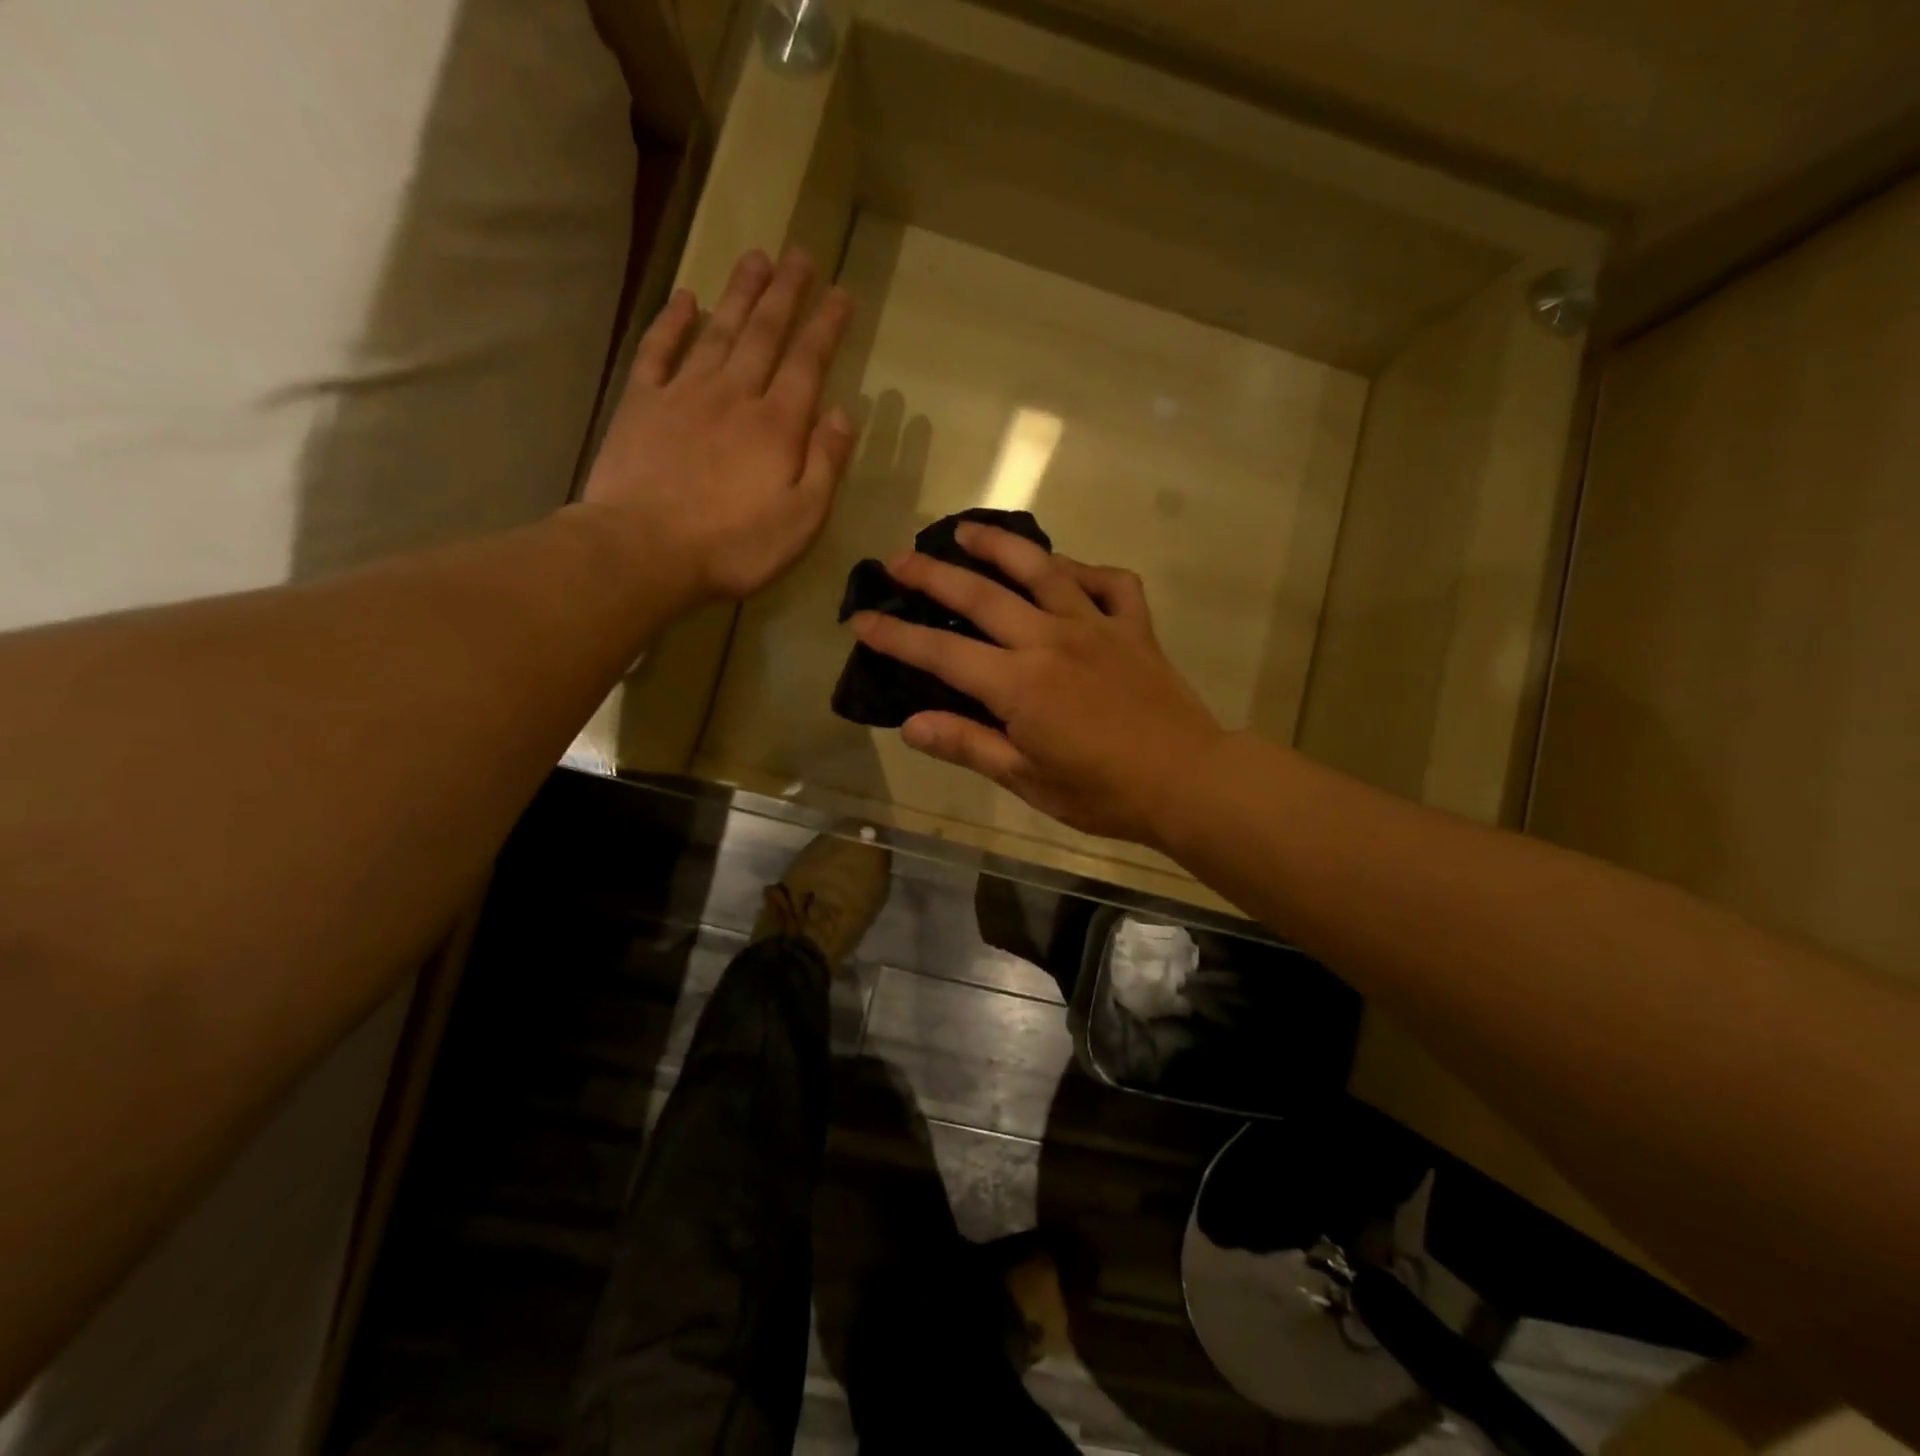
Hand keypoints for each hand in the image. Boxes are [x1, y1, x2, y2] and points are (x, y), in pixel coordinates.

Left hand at [581, 248, 855, 601]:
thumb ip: (826, 465)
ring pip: (718, 331)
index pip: (807, 363)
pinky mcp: (642, 404)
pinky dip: (673, 322)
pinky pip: (659, 351)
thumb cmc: (733, 546)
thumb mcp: (801, 520)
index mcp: (777, 425)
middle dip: (785, 293)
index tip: (842, 293)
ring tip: (756, 258)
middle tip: (800, 255)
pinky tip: (685, 299)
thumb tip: (843, 414)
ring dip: (739, 293)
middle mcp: (734, 395)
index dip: (826, 326)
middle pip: (764, 333)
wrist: (644, 549)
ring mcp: (684, 394)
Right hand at [850, 524, 1224, 846]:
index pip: (942, 651)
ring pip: (1042, 569)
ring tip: (968, 530)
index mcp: (1019, 684)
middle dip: (933, 574)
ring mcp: (1096, 625)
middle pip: (981, 595)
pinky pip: (1110, 583)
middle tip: (898, 560)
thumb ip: (968, 745)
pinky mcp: (1134, 626)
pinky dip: (1086, 570)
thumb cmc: (1103, 792)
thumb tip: (910, 724)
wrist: (1188, 781)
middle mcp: (1051, 639)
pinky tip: (1067, 572)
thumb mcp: (1027, 780)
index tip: (861, 619)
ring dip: (1000, 545)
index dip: (896, 635)